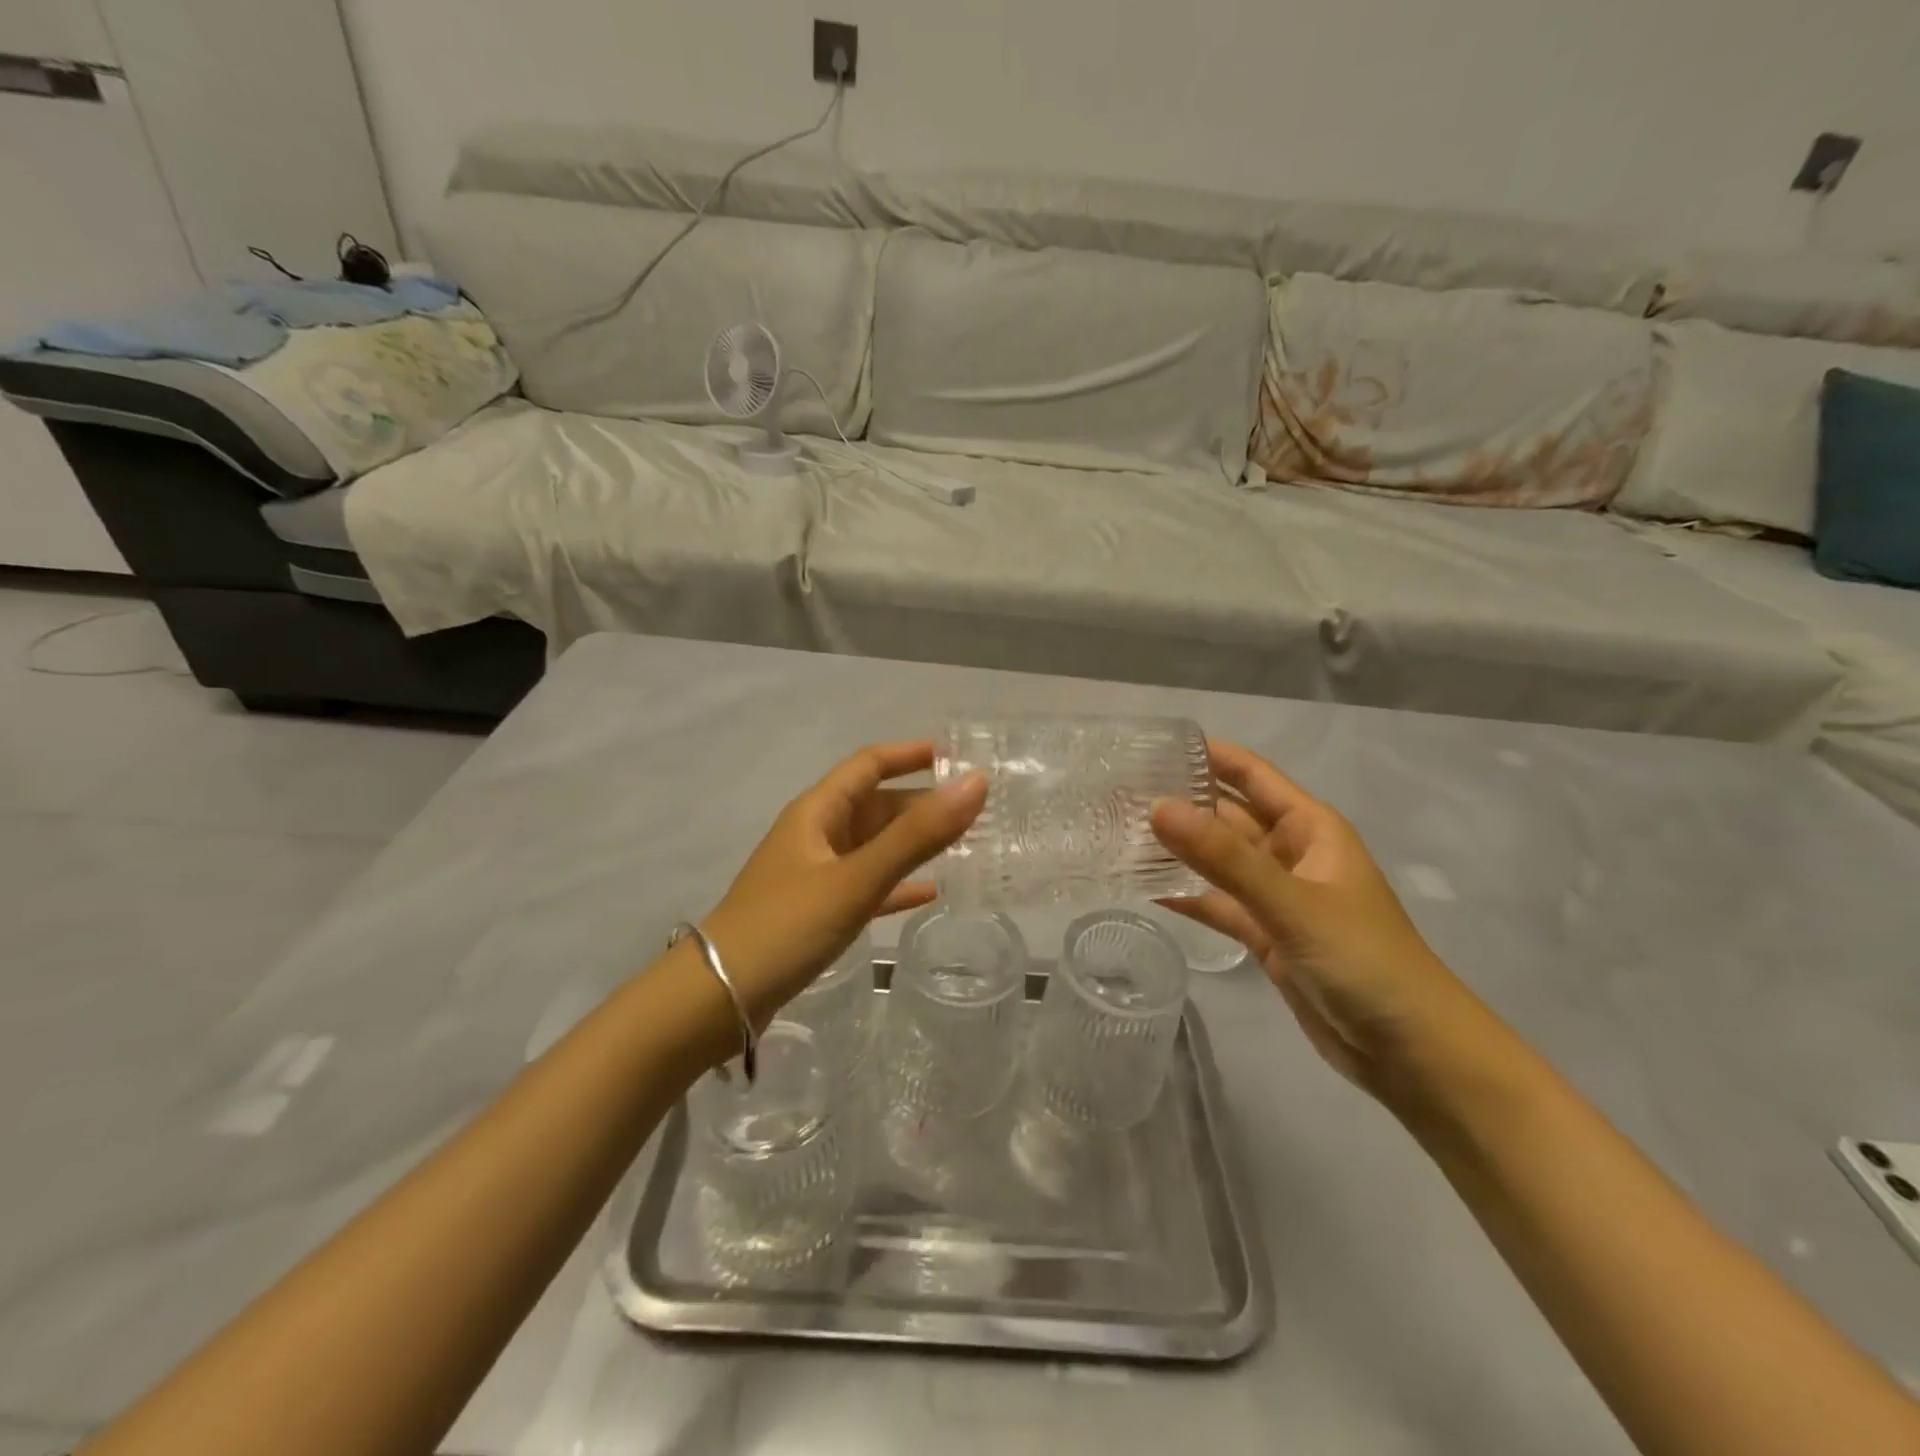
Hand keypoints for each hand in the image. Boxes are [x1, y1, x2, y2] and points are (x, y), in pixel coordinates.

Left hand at [703, 740, 987, 1022]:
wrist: (718, 998)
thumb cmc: (786, 926)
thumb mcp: (856, 878)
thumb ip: (917, 835)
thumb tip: (976, 783)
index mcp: (817, 812)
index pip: (869, 764)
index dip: (911, 754)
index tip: (958, 754)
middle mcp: (816, 834)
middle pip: (876, 805)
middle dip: (922, 802)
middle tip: (977, 808)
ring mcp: (816, 874)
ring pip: (874, 846)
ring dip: (914, 842)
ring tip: (966, 843)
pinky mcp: (817, 910)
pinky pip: (868, 885)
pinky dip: (898, 884)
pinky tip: (931, 893)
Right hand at [1151, 739, 1483, 1093]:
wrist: (1411, 1052)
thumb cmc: (1364, 960)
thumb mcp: (1292, 902)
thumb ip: (1224, 858)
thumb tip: (1158, 808)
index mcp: (1309, 827)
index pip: (1251, 774)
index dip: (1208, 754)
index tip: (1151, 744)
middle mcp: (1290, 853)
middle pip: (1226, 815)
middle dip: (1180, 803)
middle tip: (1116, 795)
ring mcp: (1276, 896)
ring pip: (1217, 861)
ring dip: (1177, 850)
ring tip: (1117, 835)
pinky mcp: (1265, 935)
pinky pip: (1217, 904)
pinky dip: (1185, 897)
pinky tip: (1142, 890)